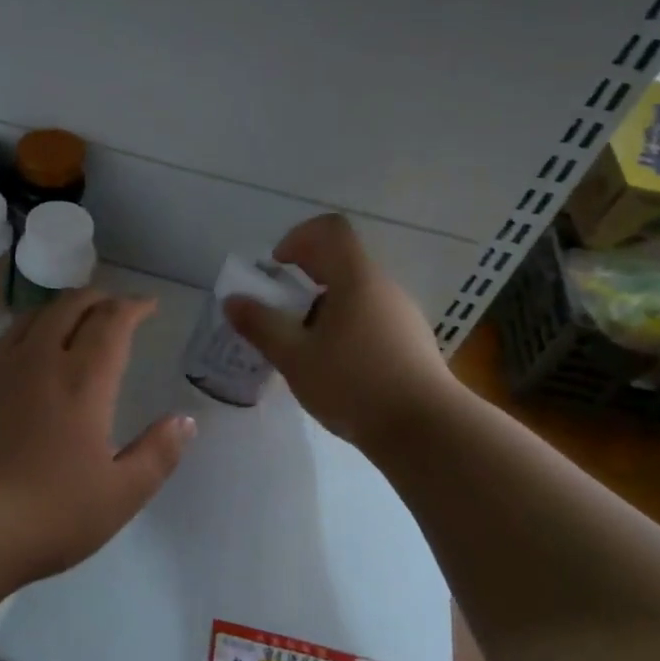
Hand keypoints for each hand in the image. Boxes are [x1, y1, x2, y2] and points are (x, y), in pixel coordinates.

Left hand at [0, 290, 194, 590]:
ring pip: (32, 318)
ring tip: (72, 320)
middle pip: (69, 306)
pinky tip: (23, 353)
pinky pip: (2, 340)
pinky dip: (26, 332)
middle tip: (113, 307)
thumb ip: (156, 455)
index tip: (148, 305)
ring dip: (60, 309)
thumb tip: (185, 421)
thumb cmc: (44, 514)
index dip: (134, 306)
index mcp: (82, 380)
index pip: (112, 322)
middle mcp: (38, 360)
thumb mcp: (118, 496)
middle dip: (97, 299)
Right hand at [225, 214, 455, 450]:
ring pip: (356, 293)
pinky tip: (334, 367)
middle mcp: (383, 287)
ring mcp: (402, 314)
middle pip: (342, 261)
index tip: (277, 267)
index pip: (329, 229)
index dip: (298, 237)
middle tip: (280, 311)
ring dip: (324, 307)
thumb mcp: (295, 357)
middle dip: (305, 278)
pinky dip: (345, 328)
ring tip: (303, 345)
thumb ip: (261, 325)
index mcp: (356, 278)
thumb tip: (233, 300)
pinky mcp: (412, 342)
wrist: (426, 431)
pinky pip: (371, 318)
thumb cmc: (354, 384)